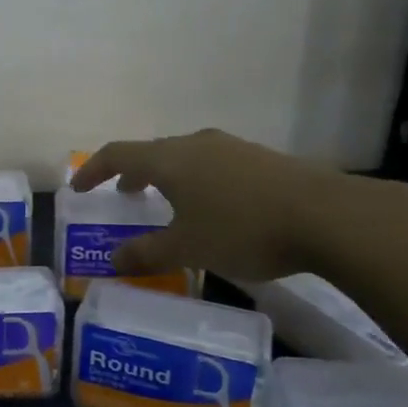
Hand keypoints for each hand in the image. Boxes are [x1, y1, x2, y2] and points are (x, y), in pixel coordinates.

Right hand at [71, 129, 386, 282]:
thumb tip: (113, 262)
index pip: (118, 154)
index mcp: (170, 160)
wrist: (329, 216)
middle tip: (124, 196)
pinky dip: (196, 180)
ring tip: (167, 202)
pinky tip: (214, 207)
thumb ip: (147, 254)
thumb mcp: (188, 248)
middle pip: (152, 152)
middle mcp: (196, 144)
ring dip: (166, 176)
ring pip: (185, 157)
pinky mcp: (260, 158)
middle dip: (132, 173)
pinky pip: (213, 164)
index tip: (79, 190)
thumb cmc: (243, 229)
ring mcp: (231, 148)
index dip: (93, 171)